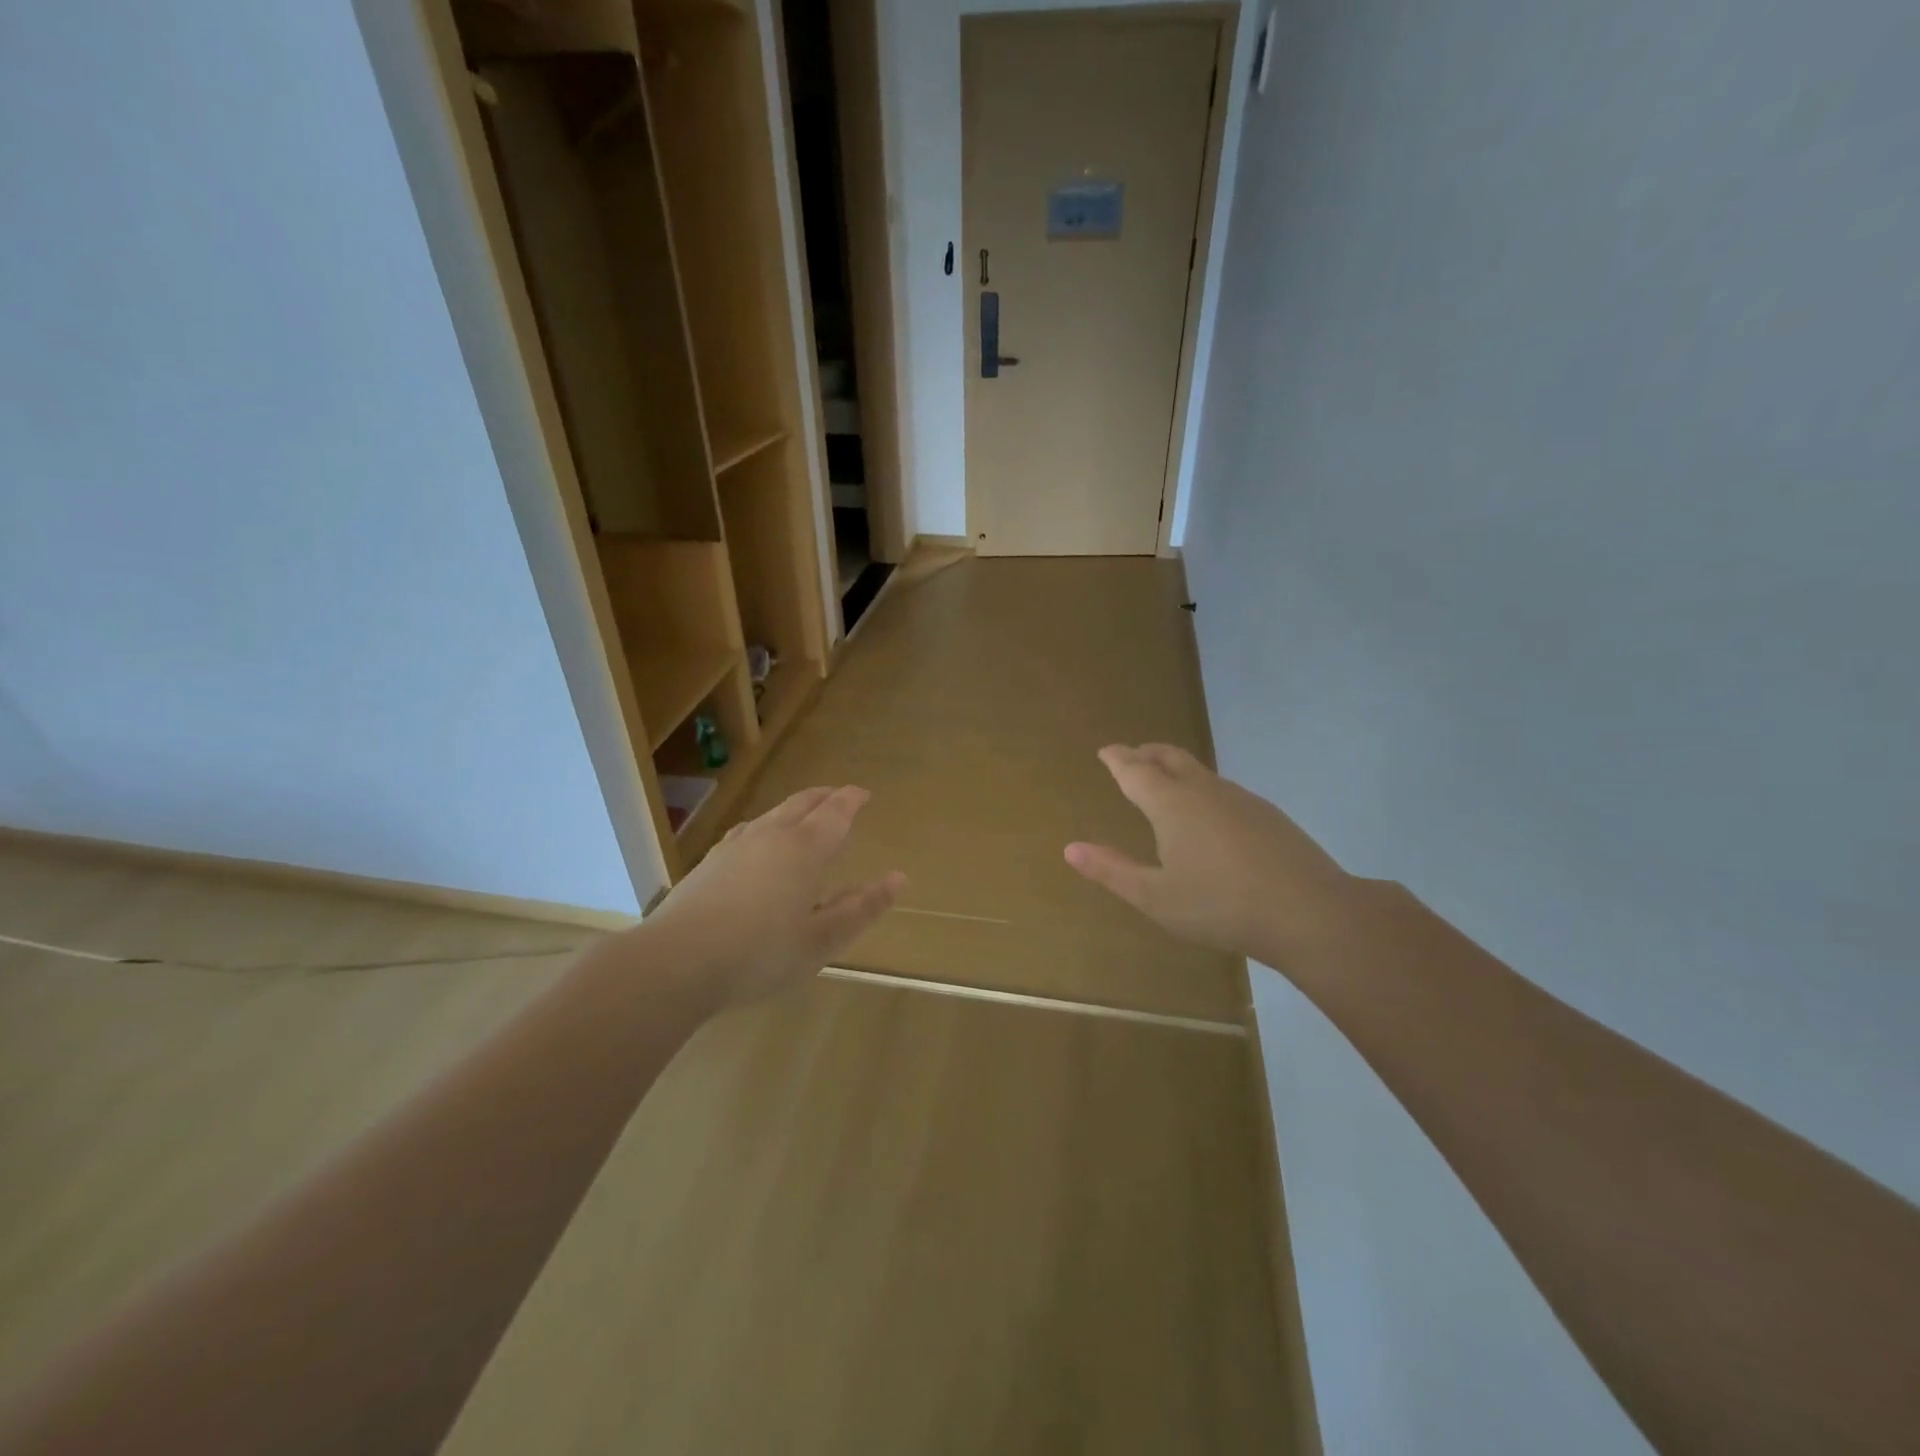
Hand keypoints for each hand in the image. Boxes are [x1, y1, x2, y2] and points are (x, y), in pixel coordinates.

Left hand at [649, 786, 906, 1006]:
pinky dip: (765, 827)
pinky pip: (747, 831)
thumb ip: (861, 908)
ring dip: (794, 809)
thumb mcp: (822, 939)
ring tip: (803, 815)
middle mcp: (771, 836)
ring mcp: (735, 846)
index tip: (864, 794)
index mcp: (805, 850)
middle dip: (824, 797)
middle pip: (802, 803)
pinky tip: (756, 842)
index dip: (852, 800)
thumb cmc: (761, 953)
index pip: (835, 812)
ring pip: (772, 814)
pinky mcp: (709, 862)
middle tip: (839, 796)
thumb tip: (899, 878)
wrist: (677, 961)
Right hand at [1065, 745, 1356, 966]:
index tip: (1106, 750)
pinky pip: (1223, 790)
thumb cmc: (1220, 905)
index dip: (1117, 759)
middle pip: (1170, 757)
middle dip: (1146, 753)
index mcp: (1171, 804)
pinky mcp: (1267, 815)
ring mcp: (1241, 799)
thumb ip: (1112, 871)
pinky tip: (1210, 817)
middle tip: (1132, 755)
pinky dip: (1202, 789)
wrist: (1309, 912)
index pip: (1135, 770)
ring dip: (1175, 768)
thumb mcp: (1155, 898)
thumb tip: (1071, 848)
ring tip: (1165, 783)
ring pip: (1200, 772)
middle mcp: (1204, 790)